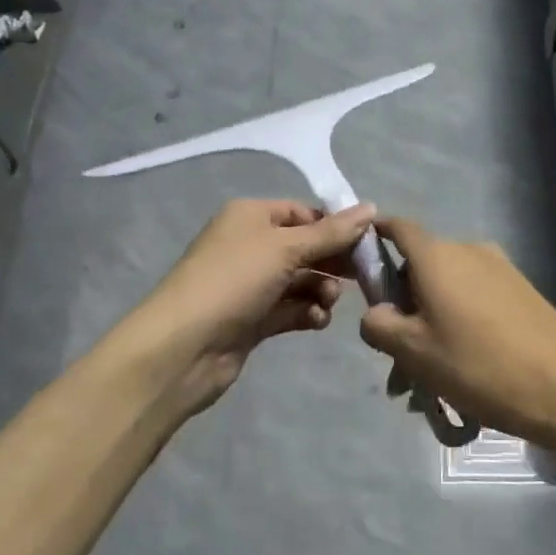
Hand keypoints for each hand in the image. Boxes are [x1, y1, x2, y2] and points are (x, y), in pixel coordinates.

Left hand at [106, 198, 375, 419]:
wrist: (184, 347)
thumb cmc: (234, 281)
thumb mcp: (286, 248)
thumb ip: (332, 232)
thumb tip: (371, 207)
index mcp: (251, 216)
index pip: (304, 213)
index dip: (335, 226)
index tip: (366, 244)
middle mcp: (250, 245)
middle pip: (305, 247)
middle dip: (331, 262)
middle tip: (359, 277)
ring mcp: (250, 284)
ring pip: (300, 280)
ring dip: (321, 289)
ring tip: (326, 302)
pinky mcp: (252, 319)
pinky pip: (290, 308)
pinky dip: (307, 312)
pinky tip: (316, 320)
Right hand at [359, 216, 555, 449]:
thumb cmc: (478, 365)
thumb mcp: (413, 352)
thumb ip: (378, 325)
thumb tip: (376, 313)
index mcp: (437, 256)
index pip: (396, 228)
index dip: (373, 239)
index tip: (357, 266)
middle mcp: (468, 250)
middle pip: (420, 267)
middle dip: (402, 307)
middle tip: (395, 359)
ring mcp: (499, 269)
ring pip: (447, 290)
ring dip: (429, 324)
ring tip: (426, 381)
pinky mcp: (521, 291)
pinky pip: (474, 300)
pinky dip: (457, 325)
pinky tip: (460, 372)